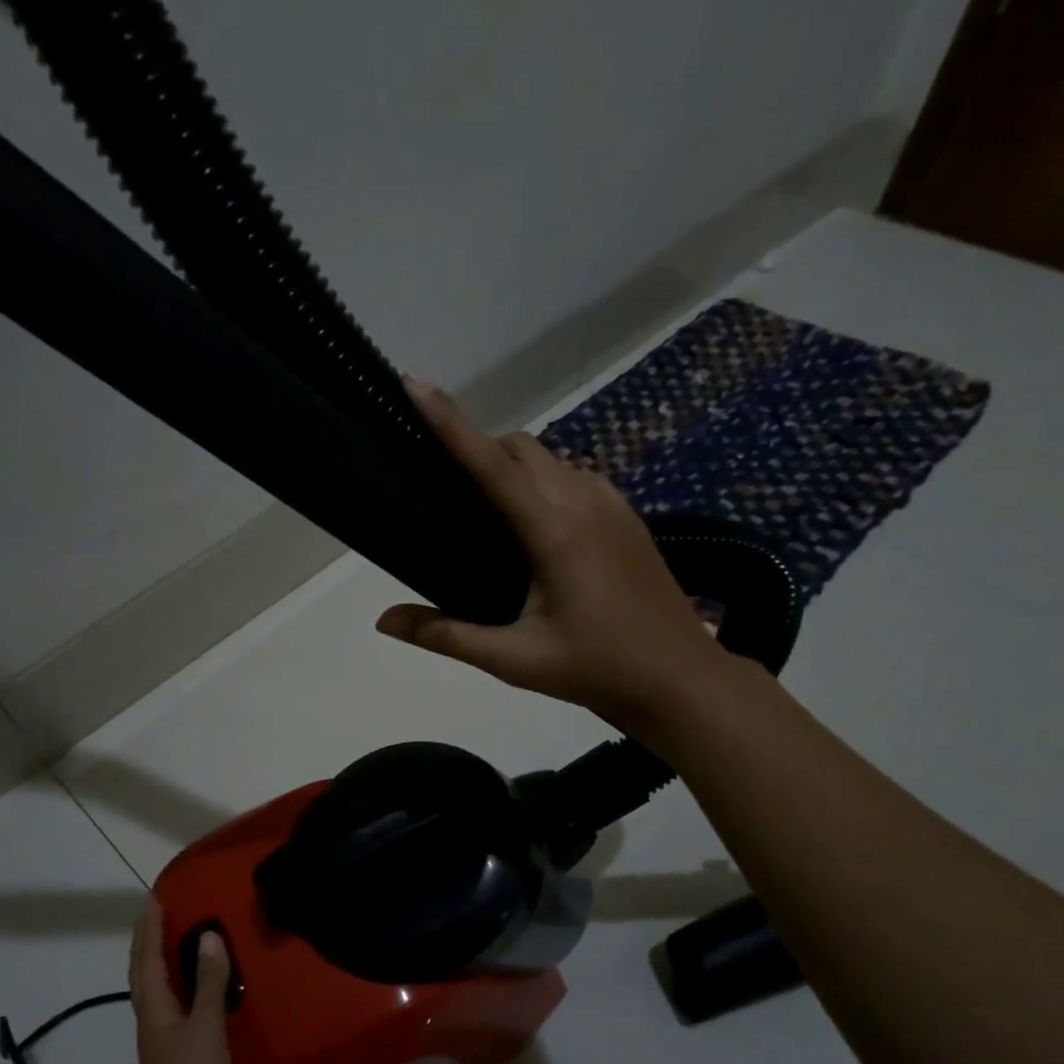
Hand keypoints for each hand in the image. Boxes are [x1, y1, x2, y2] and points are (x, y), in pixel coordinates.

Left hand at [126, 897, 231, 1063]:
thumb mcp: (206, 1026)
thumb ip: (208, 981)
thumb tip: (208, 935)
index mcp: (153, 1006)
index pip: (146, 956)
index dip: (149, 927)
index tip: (154, 897)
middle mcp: (151, 1016)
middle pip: (143, 969)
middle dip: (148, 938)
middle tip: (161, 910)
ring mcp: (160, 1036)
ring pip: (154, 986)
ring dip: (158, 957)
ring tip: (174, 937)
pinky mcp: (173, 1051)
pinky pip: (169, 1001)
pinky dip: (175, 981)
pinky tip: (192, 986)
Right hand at [377, 378, 727, 730]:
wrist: (680, 679)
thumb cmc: (596, 669)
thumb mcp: (515, 660)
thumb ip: (446, 636)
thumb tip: (384, 621)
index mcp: (556, 532)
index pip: (492, 465)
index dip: (450, 423)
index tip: (415, 384)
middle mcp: (585, 502)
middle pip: (522, 446)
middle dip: (479, 446)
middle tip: (444, 483)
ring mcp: (613, 505)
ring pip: (552, 457)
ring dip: (513, 463)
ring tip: (485, 506)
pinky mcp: (628, 516)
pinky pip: (576, 476)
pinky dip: (544, 480)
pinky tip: (534, 523)